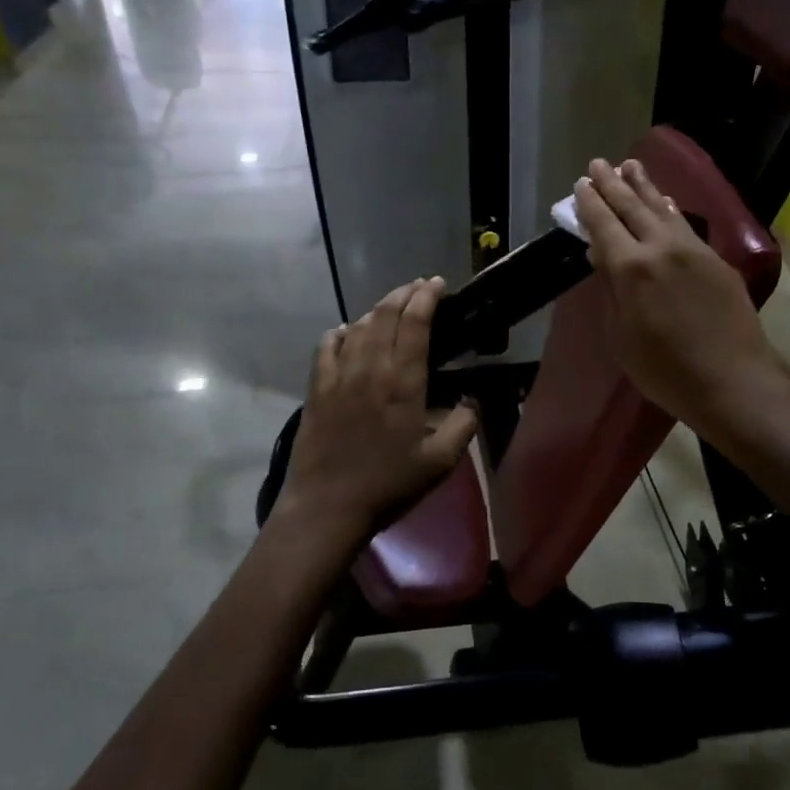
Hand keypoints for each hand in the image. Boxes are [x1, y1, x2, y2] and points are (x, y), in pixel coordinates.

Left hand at [275, 279, 479, 543]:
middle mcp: (370, 367)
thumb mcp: (440, 461)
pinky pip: (327, 345)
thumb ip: (463, 425)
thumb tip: (473, 400)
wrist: (328, 506)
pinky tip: (349, 333)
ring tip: (391, 308)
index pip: (414, 323)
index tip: (437, 284)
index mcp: (403, 381)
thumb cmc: (389, 484)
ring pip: (358, 325)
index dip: (426, 297)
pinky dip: (342, 331)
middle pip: (385, 314)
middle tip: (419, 288)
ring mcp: (339, 375)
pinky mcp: (316, 388)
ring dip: (378, 310)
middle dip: (404, 294)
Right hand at [573, 158, 789, 446]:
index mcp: (631, 268)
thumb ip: (611, 290)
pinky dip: (670, 210)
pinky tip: (666, 203)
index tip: (582, 184)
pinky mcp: (717, 260)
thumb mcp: (621, 337)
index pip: (604, 224)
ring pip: (663, 209)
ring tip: (631, 165)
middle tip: (600, 163)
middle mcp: (661, 247)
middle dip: (613, 183)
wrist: (732, 380)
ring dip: (645, 186)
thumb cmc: (665, 370)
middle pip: (633, 206)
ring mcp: (693, 250)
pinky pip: (685, 225)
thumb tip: (602, 256)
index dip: (591, 203)